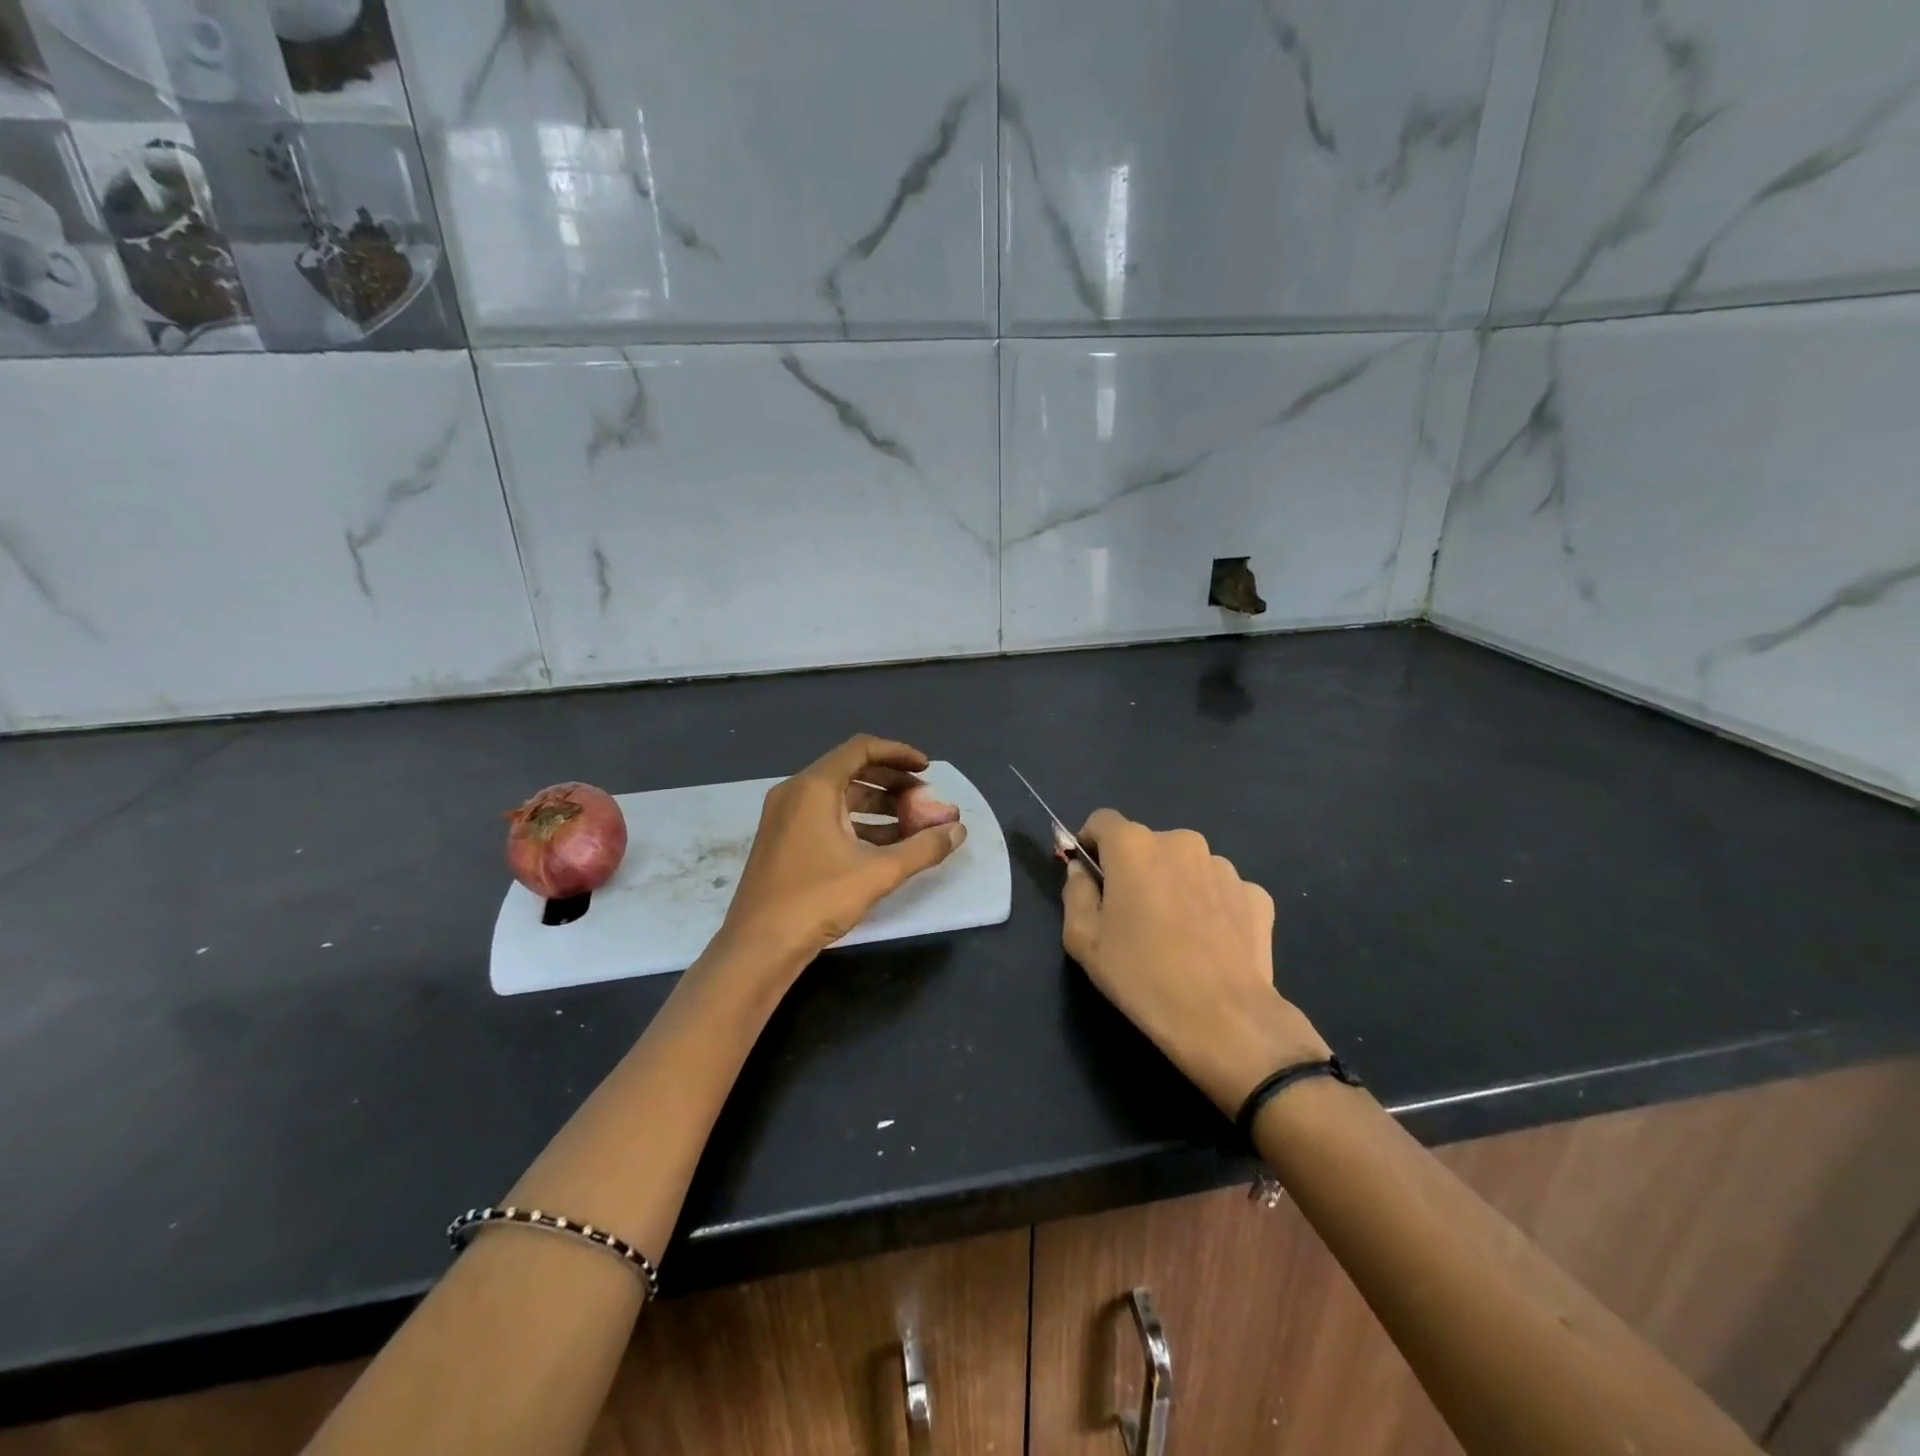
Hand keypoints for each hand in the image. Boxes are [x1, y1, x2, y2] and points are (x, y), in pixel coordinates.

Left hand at [718, 735, 967, 970]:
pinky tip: (885, 845)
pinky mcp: (783, 839)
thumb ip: (923, 848)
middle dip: (892, 781)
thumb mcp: (878, 873)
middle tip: (924, 798)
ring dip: (877, 804)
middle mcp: (795, 792)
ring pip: (839, 795)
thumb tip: (958, 830)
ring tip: (912, 823)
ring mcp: (785, 816)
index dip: (899, 754)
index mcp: (814, 787)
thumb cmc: (816, 900)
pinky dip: (857, 822)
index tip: (928, 768)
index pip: (861, 749)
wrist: (758, 946)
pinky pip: (826, 816)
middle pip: (851, 770)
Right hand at [1062, 809, 1329, 1115]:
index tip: (1090, 877)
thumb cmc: (1142, 976)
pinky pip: (1220, 891)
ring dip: (1175, 887)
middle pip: (1146, 845)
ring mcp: (1224, 866)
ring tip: (1176, 935)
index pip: (1102, 822)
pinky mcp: (1256, 894)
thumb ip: (1075, 892)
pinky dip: (1210, 907)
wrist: (1225, 1020)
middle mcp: (1181, 842)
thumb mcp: (1083, 939)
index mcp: (1134, 845)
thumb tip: (1082, 870)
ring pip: (1185, 867)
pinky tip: (1210, 944)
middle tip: (1132, 917)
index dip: (1091, 845)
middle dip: (1135, 870)